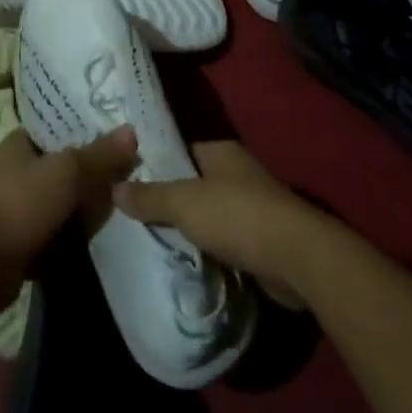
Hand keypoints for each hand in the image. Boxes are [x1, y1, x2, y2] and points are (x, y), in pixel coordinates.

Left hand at [0, 126, 138, 313]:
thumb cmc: (22, 205)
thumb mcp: (67, 172)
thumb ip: (101, 154)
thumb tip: (132, 131)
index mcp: (20, 143)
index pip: (61, 128)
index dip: (90, 132)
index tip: (121, 141)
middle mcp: (17, 170)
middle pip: (67, 165)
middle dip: (93, 175)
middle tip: (126, 179)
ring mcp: (19, 206)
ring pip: (64, 200)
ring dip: (86, 207)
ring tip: (119, 207)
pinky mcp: (23, 239)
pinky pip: (58, 229)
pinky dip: (74, 233)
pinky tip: (98, 236)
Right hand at [112, 141, 330, 309]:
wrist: (298, 258)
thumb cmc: (238, 216)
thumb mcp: (184, 202)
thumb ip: (149, 196)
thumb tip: (114, 188)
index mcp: (221, 152)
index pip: (181, 150)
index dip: (156, 163)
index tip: (129, 179)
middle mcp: (238, 173)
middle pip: (194, 183)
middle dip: (170, 200)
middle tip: (134, 215)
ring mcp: (253, 207)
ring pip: (209, 215)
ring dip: (190, 229)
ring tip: (151, 241)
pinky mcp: (262, 241)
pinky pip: (225, 241)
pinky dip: (208, 251)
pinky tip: (185, 262)